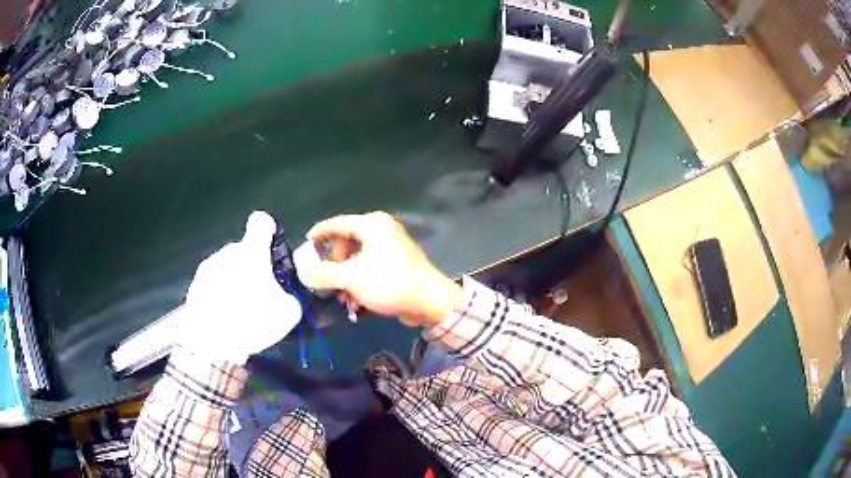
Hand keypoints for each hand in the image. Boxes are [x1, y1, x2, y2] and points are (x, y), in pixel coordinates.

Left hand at [179, 211, 301, 364]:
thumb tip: (285, 298)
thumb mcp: (287, 314)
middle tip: (258, 294)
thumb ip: (289, 297)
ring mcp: (207, 268)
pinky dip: (219, 296)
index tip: (271, 246)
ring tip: (239, 311)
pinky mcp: (194, 287)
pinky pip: (212, 285)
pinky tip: (225, 319)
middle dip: (251, 267)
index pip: (261, 222)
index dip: (268, 230)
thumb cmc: (251, 320)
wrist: (209, 342)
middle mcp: (227, 252)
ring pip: (226, 268)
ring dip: (233, 282)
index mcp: (252, 251)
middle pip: (242, 250)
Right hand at [295, 212, 461, 327]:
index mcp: (372, 225)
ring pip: (357, 259)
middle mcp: (382, 231)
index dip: (319, 233)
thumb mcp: (351, 278)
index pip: (337, 223)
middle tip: (329, 283)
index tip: (305, 244)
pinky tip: (358, 303)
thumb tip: (304, 271)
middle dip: (334, 266)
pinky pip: (370, 269)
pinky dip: (360, 283)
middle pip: (346, 243)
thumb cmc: (389, 283)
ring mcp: (391, 248)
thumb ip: (323, 273)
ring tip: (345, 299)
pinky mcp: (397, 265)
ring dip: (346, 279)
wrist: (430, 302)